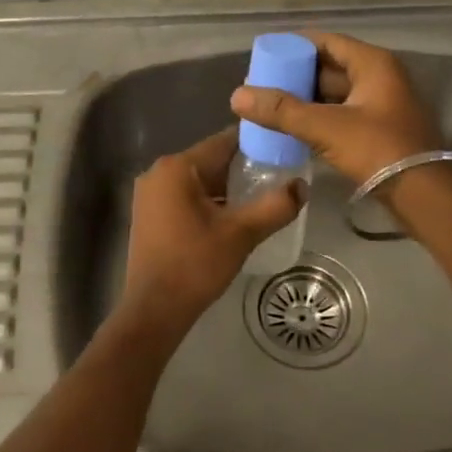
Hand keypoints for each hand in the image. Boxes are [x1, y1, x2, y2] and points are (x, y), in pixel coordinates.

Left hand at [111, 128, 303, 352]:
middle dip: (243, 168)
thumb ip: (275, 206)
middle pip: (211, 160)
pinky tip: (232, 216)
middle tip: (278, 177)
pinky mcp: (149, 214)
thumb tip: (302, 186)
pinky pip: (186, 195)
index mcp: (177, 167)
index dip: (256, 145)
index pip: (224, 142)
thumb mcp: (241, 234)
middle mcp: (159, 172)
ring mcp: (150, 194)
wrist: (153, 310)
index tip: (283, 151)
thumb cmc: (195, 265)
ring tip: (261, 197)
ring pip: (199, 180)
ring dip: (227, 187)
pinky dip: (209, 200)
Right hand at [229, 31, 441, 185]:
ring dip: (306, 99)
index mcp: (373, 64)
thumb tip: (237, 95)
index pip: (326, 41)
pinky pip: (342, 114)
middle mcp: (380, 77)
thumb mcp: (325, 127)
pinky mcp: (380, 130)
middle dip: (296, 75)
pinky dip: (319, 117)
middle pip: (330, 67)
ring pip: (335, 93)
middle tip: (262, 85)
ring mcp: (382, 104)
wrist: (423, 194)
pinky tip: (294, 129)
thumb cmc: (378, 149)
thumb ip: (281, 111)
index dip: (294, 46)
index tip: (264, 56)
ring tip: (271, 108)